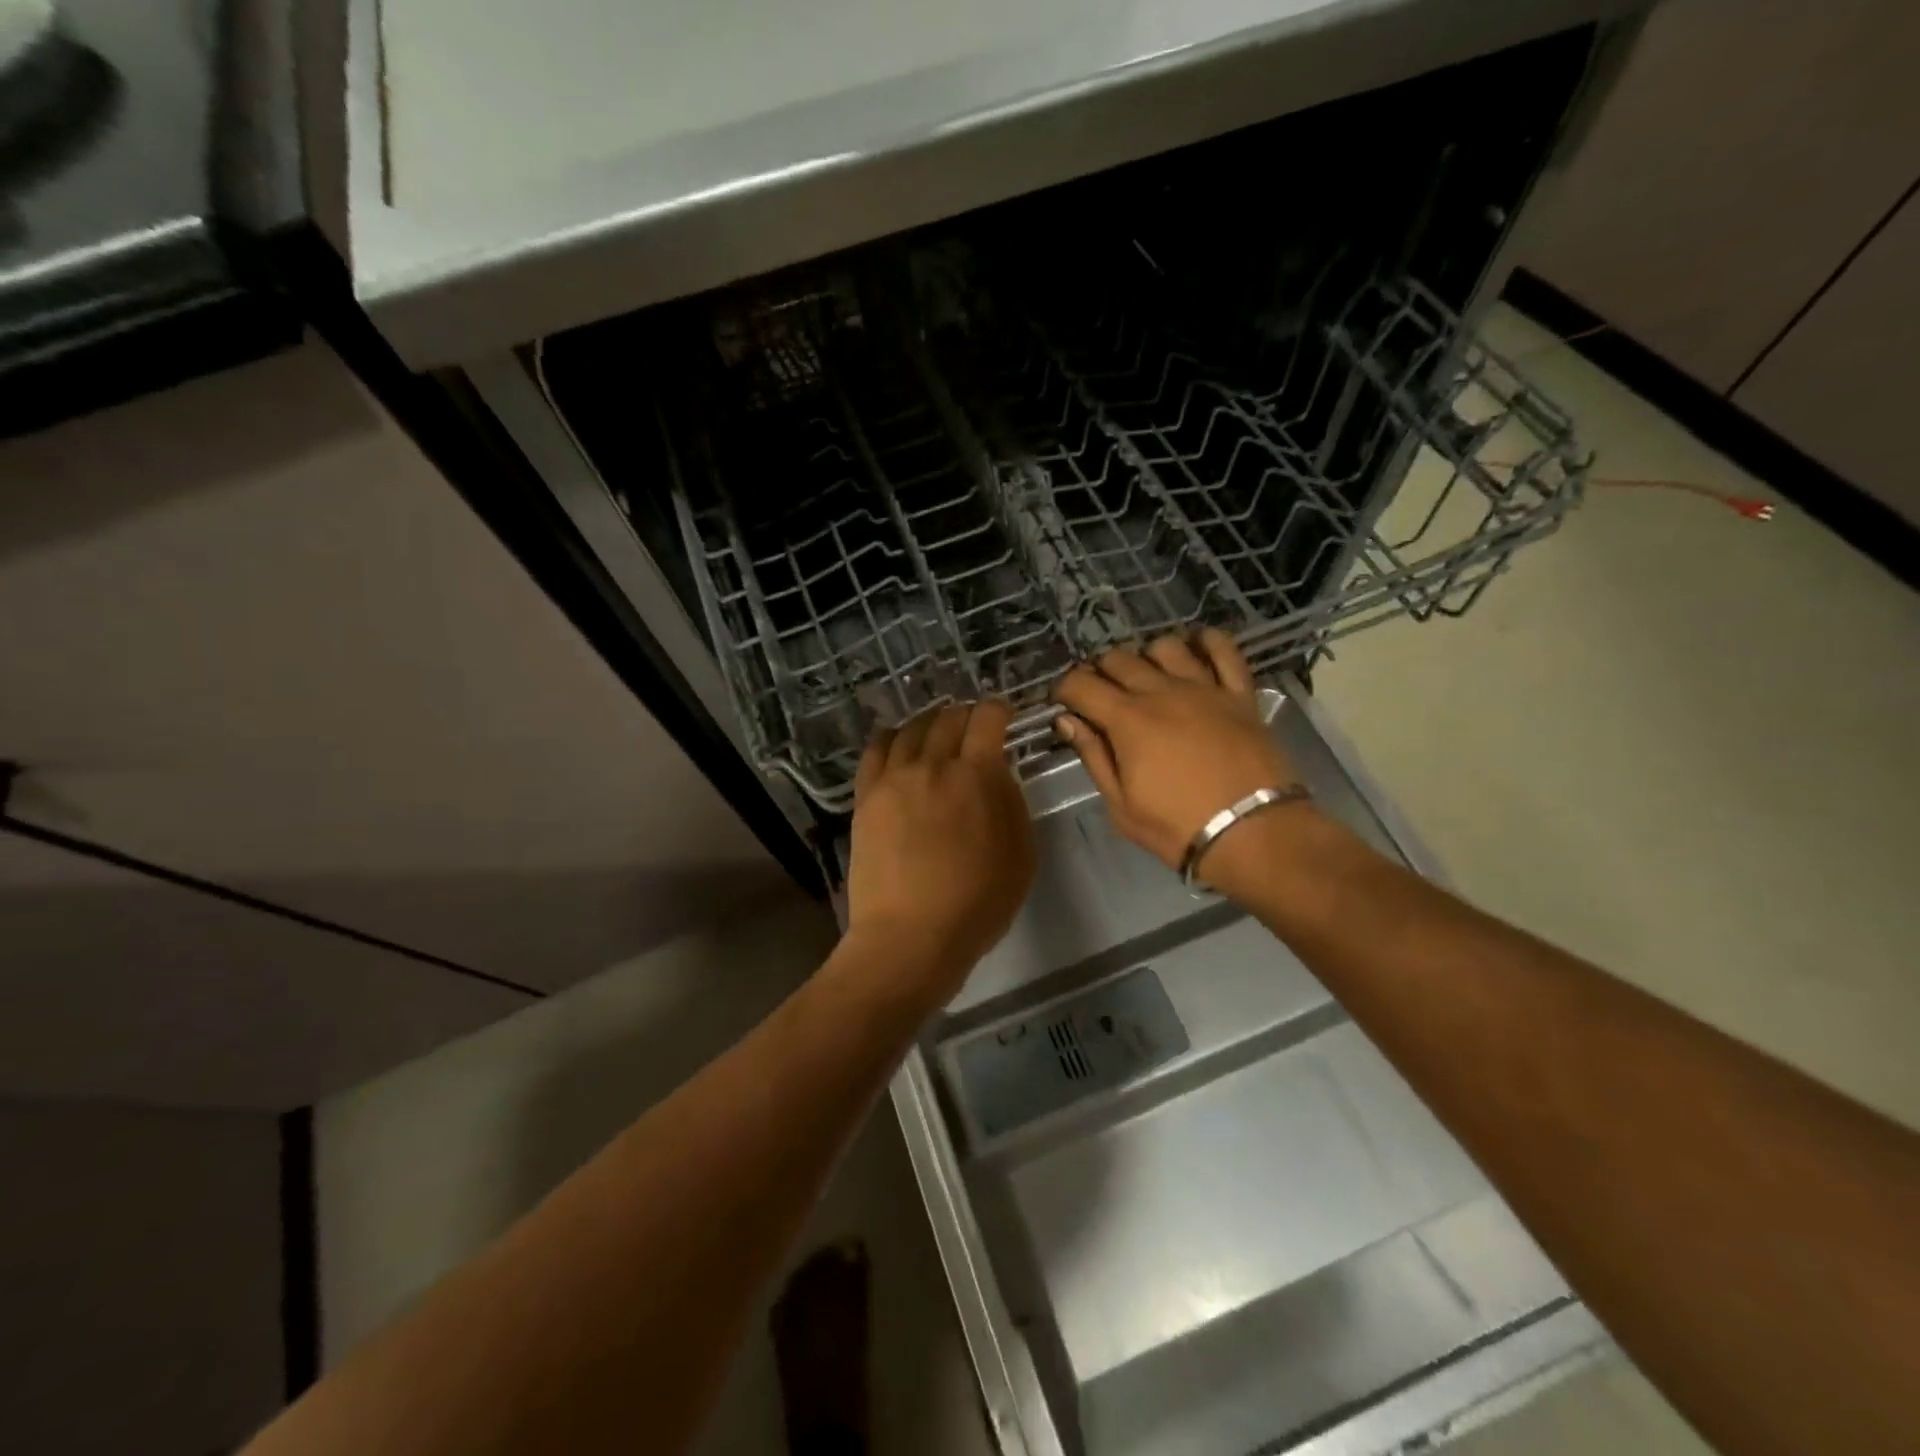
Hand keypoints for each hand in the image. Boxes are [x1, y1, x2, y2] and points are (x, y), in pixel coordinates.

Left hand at [844, 700, 1035, 1003]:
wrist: (911, 936)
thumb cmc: (977, 903)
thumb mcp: (1022, 855)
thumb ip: (1012, 803)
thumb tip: (997, 773)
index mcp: (977, 774)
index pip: (987, 718)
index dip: (999, 709)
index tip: (1004, 715)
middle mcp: (933, 763)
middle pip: (948, 718)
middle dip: (966, 715)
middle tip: (972, 727)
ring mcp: (894, 778)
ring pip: (911, 728)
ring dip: (929, 722)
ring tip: (936, 730)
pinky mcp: (866, 796)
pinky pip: (875, 750)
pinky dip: (891, 737)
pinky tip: (897, 742)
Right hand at [1055, 629, 1302, 887]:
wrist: (1254, 835)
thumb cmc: (1178, 828)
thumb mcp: (1121, 805)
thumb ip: (1094, 756)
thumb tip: (1067, 721)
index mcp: (1127, 720)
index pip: (1081, 684)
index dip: (1064, 689)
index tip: (1062, 702)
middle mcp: (1162, 692)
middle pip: (1119, 659)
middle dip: (1099, 671)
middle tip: (1099, 694)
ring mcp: (1204, 688)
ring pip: (1165, 647)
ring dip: (1146, 656)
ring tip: (1145, 676)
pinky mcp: (1240, 694)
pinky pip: (1224, 650)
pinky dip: (1206, 640)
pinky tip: (1195, 646)